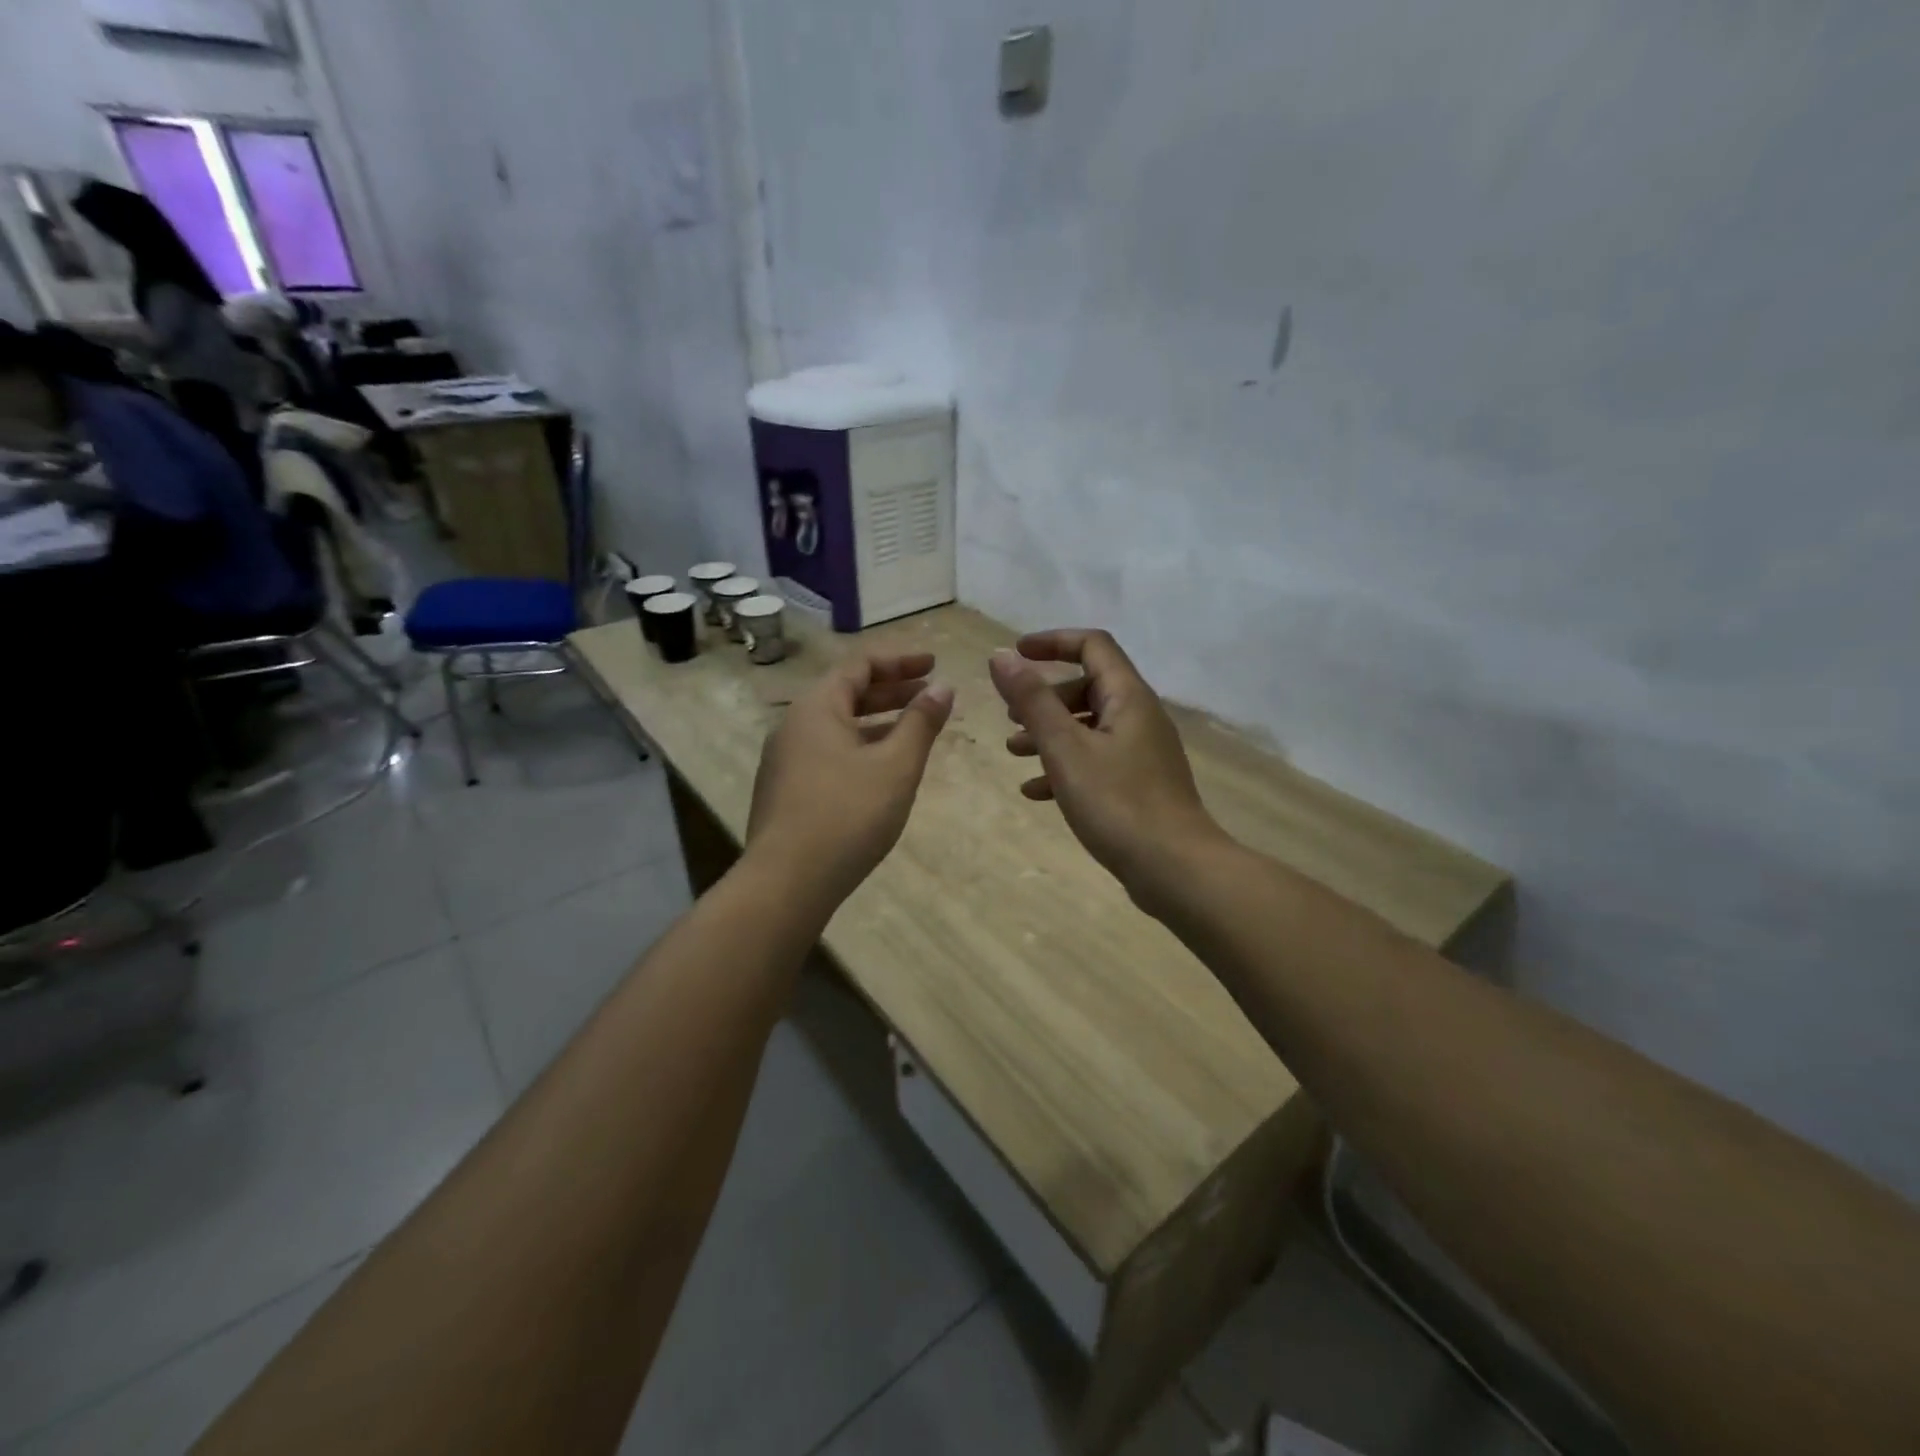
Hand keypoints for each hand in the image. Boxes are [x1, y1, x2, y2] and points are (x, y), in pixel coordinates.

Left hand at [747, 651, 954, 903]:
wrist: (786, 882)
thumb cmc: (847, 814)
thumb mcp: (896, 765)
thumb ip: (921, 722)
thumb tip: (943, 687)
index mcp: (817, 707)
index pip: (861, 665)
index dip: (901, 661)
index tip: (935, 665)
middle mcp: (794, 725)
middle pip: (847, 693)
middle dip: (892, 691)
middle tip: (930, 695)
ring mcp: (785, 760)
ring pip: (838, 726)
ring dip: (878, 722)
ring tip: (914, 731)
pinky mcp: (786, 791)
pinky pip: (828, 753)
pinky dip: (860, 748)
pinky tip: (882, 771)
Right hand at [989, 629, 1224, 906]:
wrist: (1175, 869)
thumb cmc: (1117, 803)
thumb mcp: (1065, 749)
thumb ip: (1032, 700)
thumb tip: (1001, 655)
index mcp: (1128, 697)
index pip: (1092, 645)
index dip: (1052, 642)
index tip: (1015, 654)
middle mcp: (1139, 717)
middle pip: (1088, 686)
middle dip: (1044, 697)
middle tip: (1010, 716)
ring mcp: (1142, 752)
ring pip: (1089, 727)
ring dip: (1049, 733)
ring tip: (1013, 752)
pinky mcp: (1139, 785)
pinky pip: (1096, 761)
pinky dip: (1065, 766)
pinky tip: (1035, 792)